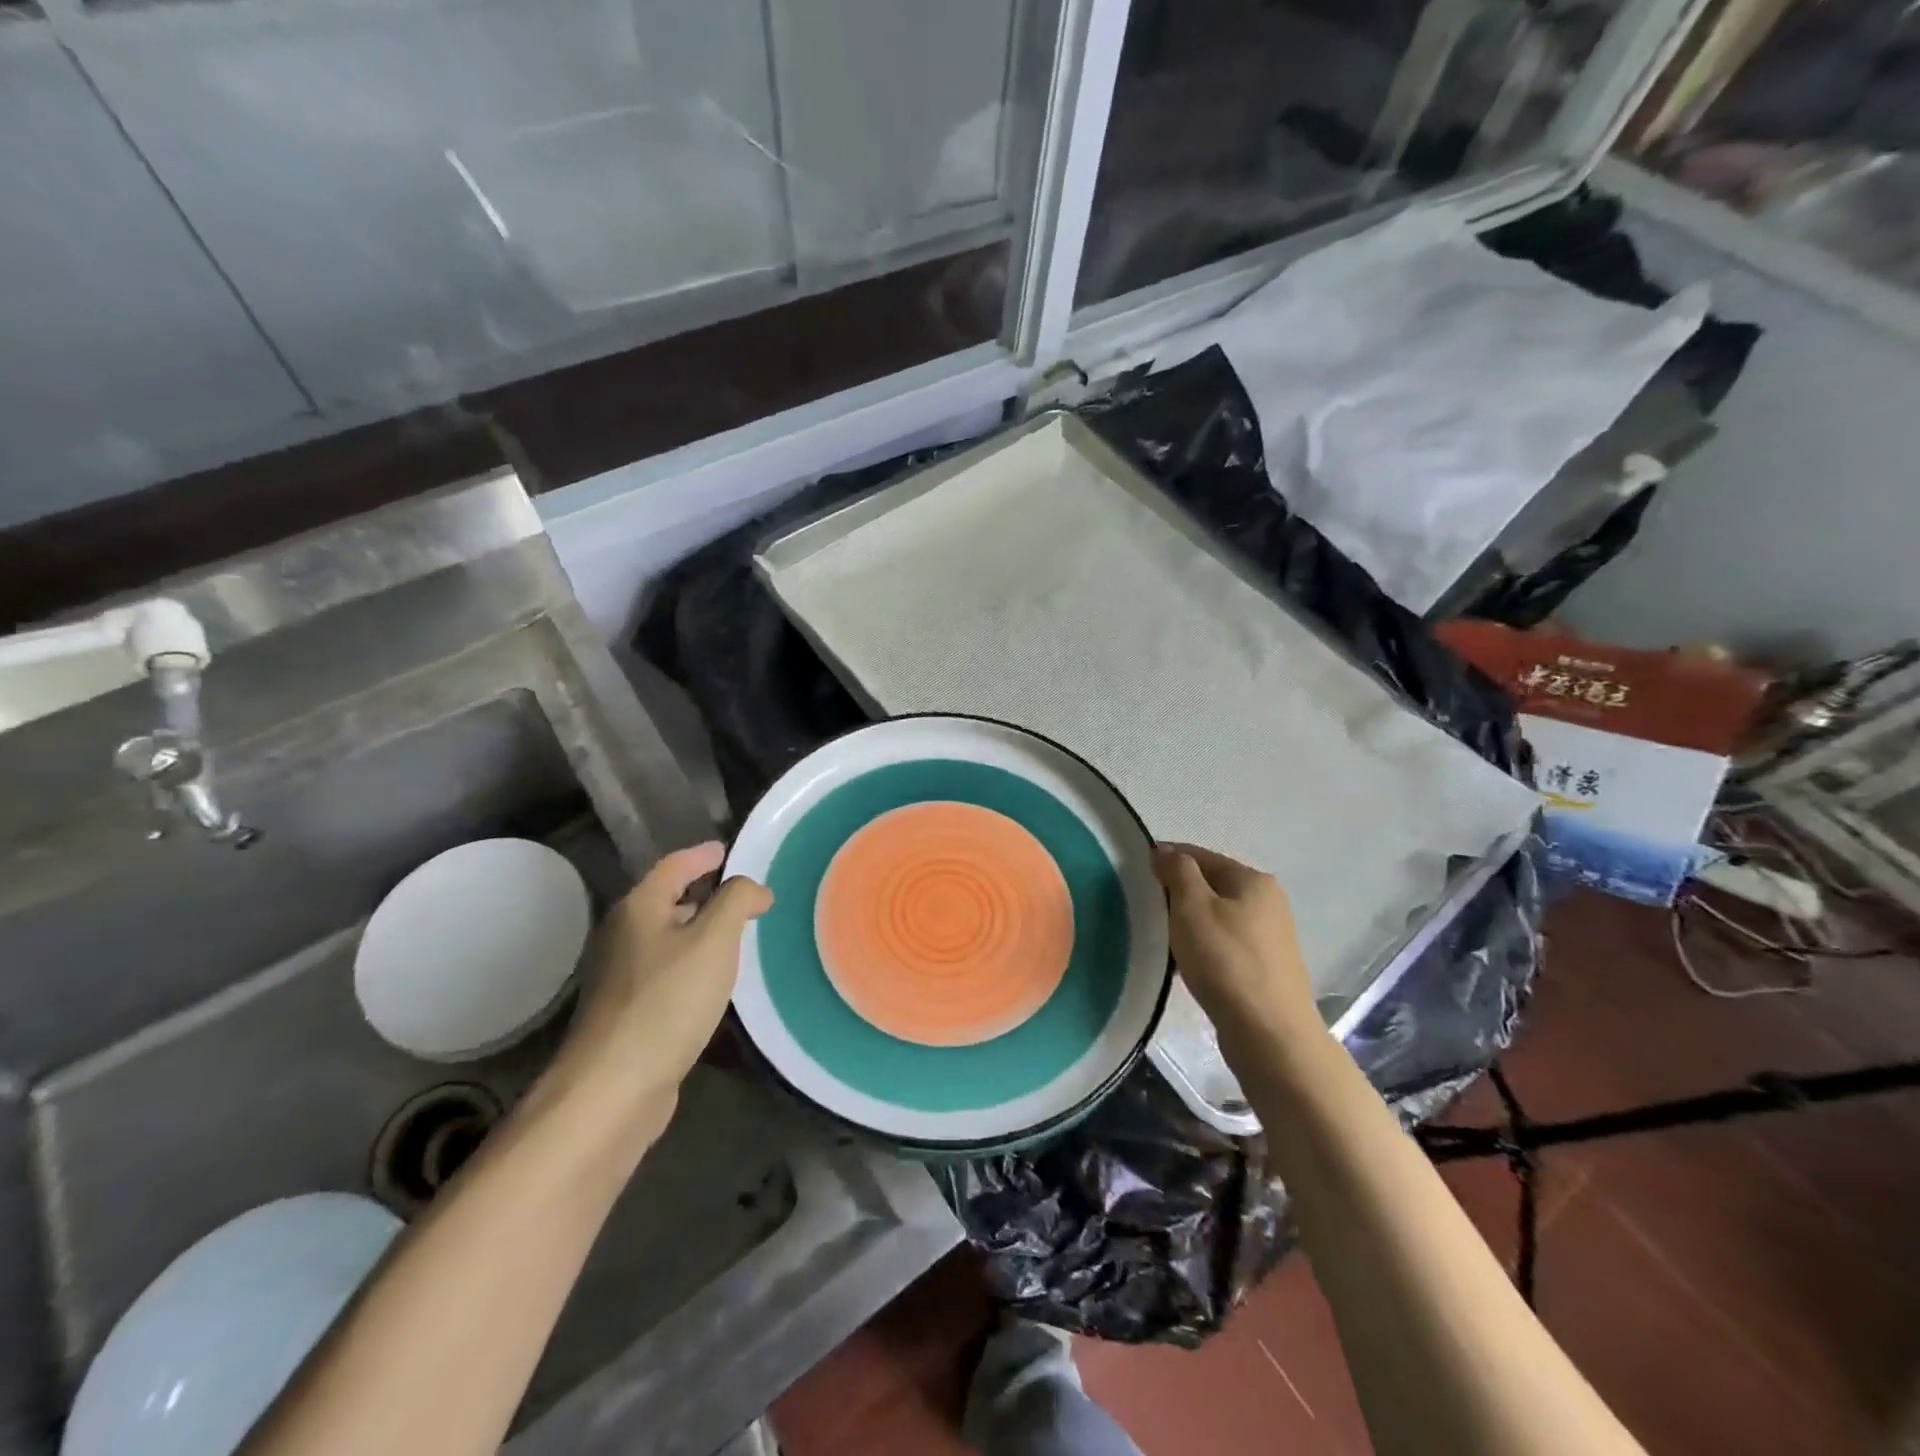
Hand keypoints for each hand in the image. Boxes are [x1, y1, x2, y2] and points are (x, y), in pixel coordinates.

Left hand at [556, 842, 771, 1119]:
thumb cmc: (667, 1002)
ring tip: (739, 935)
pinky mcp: (628, 1011)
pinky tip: (715, 982)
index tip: (729, 850)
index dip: (704, 854)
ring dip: (701, 931)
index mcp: (639, 908)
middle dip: (705, 893)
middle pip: (668, 899)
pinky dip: (693, 965)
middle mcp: (624, 935)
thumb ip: (737, 901)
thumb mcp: (714, 940)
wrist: (613, 1088)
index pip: (675, 865)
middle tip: (745, 896)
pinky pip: (667, 971)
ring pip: (668, 938)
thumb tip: (753, 889)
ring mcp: (622, 976)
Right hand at [1154, 843, 1315, 1050]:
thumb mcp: (1192, 906)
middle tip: (1147, 912)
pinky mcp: (1267, 968)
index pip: (1200, 855)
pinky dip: (1205, 948)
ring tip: (1164, 941)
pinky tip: (1188, 965)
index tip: (1136, 875)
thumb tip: (1165, 851)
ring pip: (1218, 917)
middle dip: (1178, 894)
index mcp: (1253, 880)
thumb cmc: (1225, 960)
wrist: (1269, 1033)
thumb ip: (1177, 871)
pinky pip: (1226, 945)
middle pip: (1211, 886)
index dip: (1167, 860)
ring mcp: (1271, 937)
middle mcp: (1269, 902)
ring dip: (1190, 924)